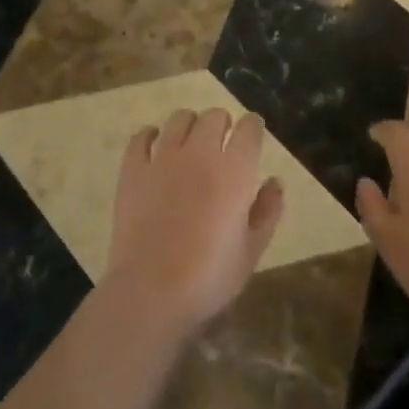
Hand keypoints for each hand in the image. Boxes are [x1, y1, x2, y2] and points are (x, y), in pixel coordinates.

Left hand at [103, 107, 284, 337]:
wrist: (151, 292)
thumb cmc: (210, 277)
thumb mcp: (252, 250)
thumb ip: (268, 211)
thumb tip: (275, 182)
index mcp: (235, 169)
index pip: (249, 128)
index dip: (253, 127)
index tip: (252, 136)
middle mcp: (200, 152)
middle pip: (214, 115)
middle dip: (222, 124)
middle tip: (221, 145)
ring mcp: (163, 158)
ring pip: (179, 119)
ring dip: (189, 126)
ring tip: (189, 144)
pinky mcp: (133, 170)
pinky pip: (141, 137)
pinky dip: (150, 137)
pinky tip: (154, 148)